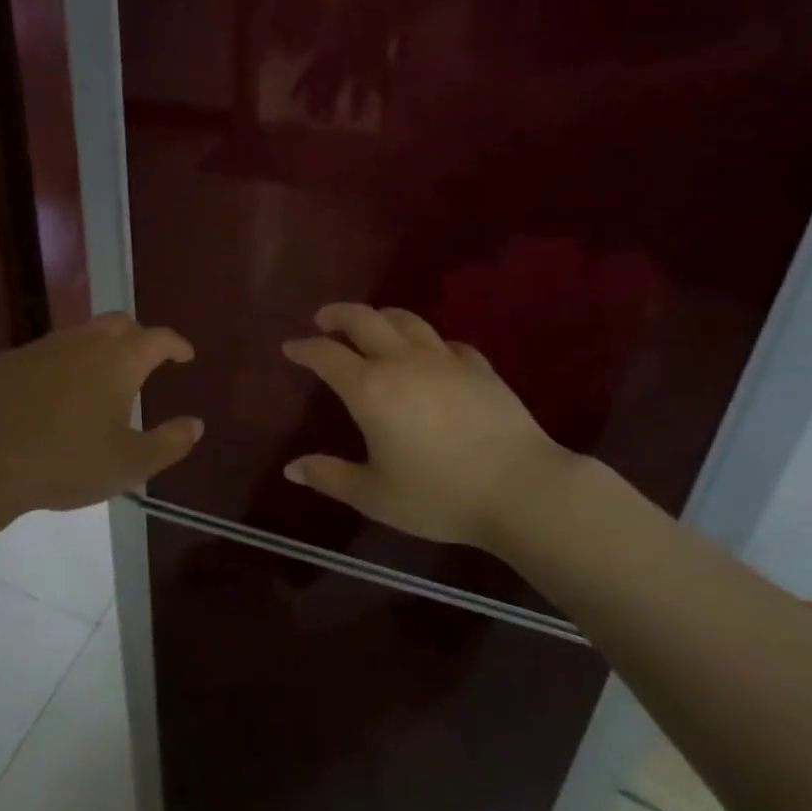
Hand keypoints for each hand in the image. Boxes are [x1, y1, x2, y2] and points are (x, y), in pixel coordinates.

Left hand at [0, 312, 202, 518]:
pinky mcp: (8, 361)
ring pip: (80, 334)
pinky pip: (45, 353)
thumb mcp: (129, 465)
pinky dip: (61, 365)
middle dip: (138, 336)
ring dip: (98, 348)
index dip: (176, 344)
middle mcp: (83, 342)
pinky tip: (53, 395)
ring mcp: (42, 347)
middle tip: (144, 362)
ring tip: (100, 380)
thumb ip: (169, 443)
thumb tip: (195, 424)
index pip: (158, 338)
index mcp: (119, 361)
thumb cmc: (66, 462)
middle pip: (119, 323)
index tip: (185, 355)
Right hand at [281, 302, 582, 553]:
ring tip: (371, 323)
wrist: (520, 488)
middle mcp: (403, 362)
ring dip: (381, 316)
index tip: (290, 346)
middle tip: (323, 319)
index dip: (304, 348)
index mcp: (370, 389)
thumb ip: (330, 477)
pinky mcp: (479, 367)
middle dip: (338, 315)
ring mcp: (445, 360)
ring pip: (407, 321)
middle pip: (364, 319)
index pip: (327, 355)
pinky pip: (445, 343)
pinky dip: (427, 342)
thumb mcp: (374, 495)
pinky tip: (429, 354)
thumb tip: (291, 468)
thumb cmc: (438, 495)